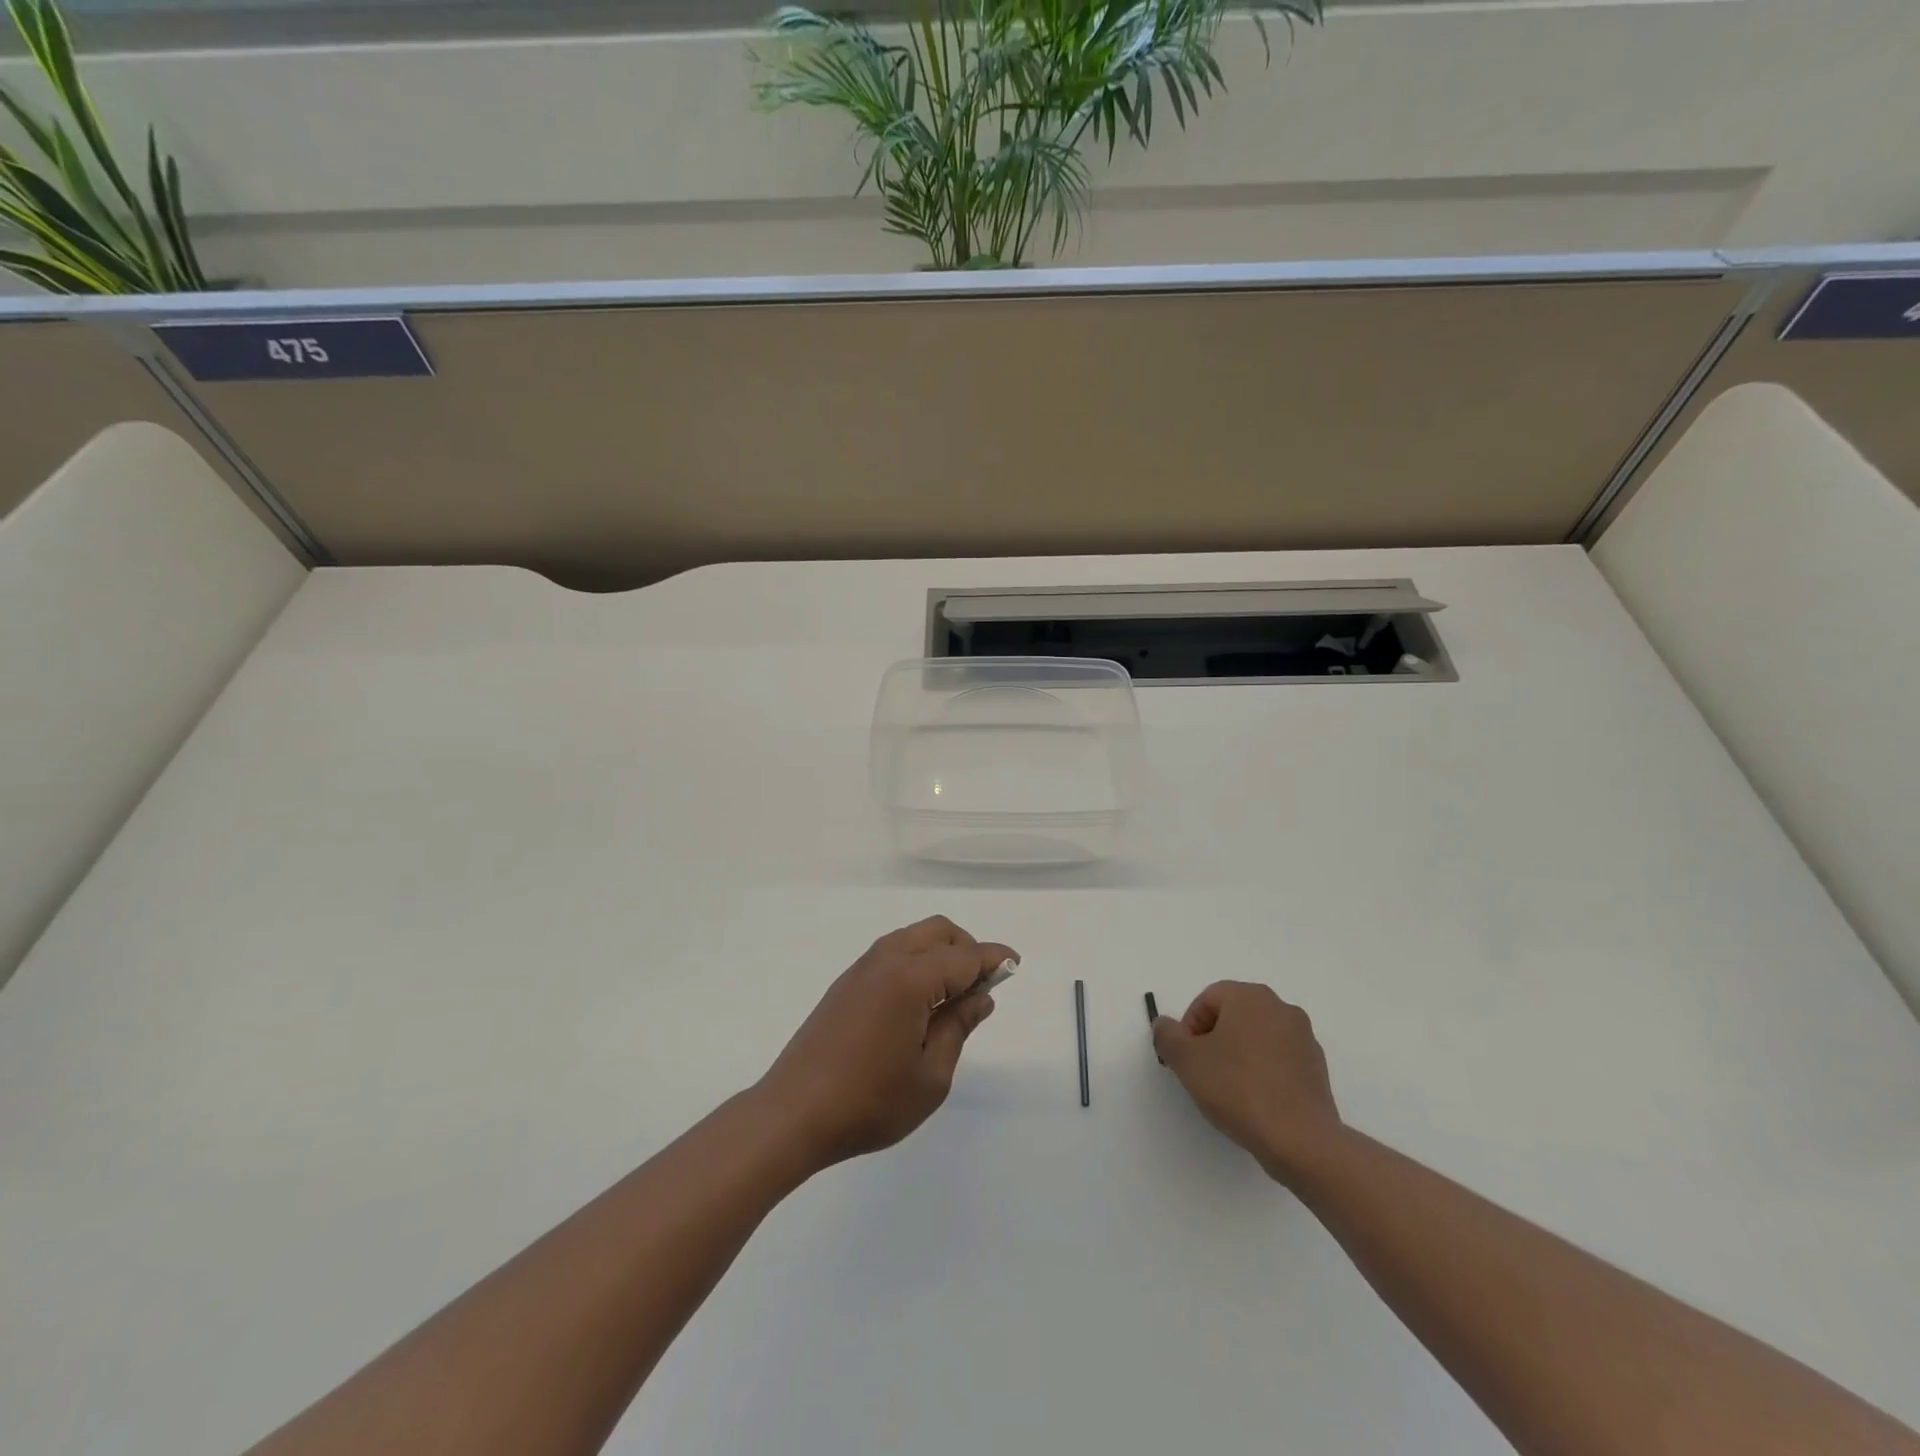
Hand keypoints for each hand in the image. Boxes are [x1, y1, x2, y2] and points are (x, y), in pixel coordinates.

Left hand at [757, 916, 1016, 1170]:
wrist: (793, 1114)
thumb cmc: (869, 1102)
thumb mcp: (930, 1076)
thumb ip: (958, 1027)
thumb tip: (980, 996)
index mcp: (910, 979)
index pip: (964, 957)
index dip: (994, 959)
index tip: (1015, 964)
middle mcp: (886, 961)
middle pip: (938, 932)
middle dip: (967, 948)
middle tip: (981, 987)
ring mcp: (861, 969)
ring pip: (913, 938)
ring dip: (940, 953)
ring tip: (952, 998)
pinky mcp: (846, 984)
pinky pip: (892, 954)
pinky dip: (916, 962)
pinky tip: (919, 1002)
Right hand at [1153, 981, 1341, 1182]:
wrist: (1300, 1140)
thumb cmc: (1238, 1089)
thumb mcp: (1186, 1061)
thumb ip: (1167, 1035)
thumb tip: (1165, 1024)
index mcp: (1250, 997)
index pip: (1207, 999)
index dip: (1189, 1028)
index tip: (1187, 1058)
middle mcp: (1280, 1008)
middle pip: (1233, 1015)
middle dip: (1213, 1039)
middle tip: (1203, 1071)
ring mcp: (1304, 1037)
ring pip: (1257, 1037)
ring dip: (1238, 1054)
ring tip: (1229, 1089)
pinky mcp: (1317, 1067)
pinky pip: (1279, 1059)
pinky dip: (1263, 1071)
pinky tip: (1255, 1100)